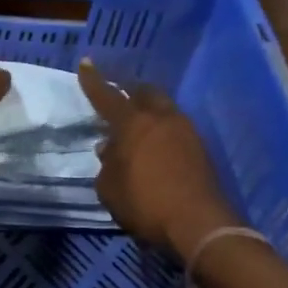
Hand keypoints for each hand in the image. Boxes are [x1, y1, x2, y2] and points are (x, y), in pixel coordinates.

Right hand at [78, 58, 241, 255]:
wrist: (198, 224)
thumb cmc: (144, 203)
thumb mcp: (109, 188)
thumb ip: (106, 164)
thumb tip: (109, 148)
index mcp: (132, 123)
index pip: (107, 95)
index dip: (93, 80)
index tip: (86, 63)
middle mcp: (160, 118)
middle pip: (144, 92)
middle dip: (130, 90)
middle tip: (119, 97)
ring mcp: (185, 131)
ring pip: (163, 109)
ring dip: (148, 111)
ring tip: (136, 127)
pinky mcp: (200, 148)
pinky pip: (175, 128)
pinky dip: (162, 130)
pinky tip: (154, 146)